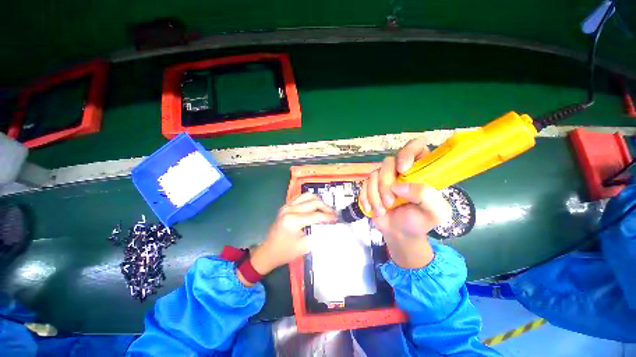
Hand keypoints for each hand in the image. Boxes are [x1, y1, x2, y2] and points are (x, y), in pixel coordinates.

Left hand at [238, 193, 336, 285]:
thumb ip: (319, 236)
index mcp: (293, 220)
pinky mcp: (286, 205)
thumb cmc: (286, 252)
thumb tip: (332, 229)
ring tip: (325, 209)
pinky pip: (301, 197)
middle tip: (333, 215)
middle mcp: (290, 209)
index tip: (337, 219)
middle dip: (326, 207)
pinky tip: (315, 207)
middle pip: (313, 202)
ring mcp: (287, 205)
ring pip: (308, 196)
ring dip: (319, 201)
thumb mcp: (304, 247)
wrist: (268, 251)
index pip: (316, 215)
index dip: (328, 217)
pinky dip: (310, 200)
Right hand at [359, 138, 451, 268]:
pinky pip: (363, 184)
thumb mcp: (434, 212)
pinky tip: (370, 209)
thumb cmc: (419, 221)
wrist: (400, 233)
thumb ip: (425, 196)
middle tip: (390, 202)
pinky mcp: (371, 185)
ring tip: (382, 210)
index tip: (403, 170)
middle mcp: (401, 170)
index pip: (416, 147)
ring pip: (374, 174)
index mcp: (420, 170)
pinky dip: (365, 197)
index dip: (407, 152)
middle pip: (388, 162)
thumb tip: (398, 186)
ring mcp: (384, 177)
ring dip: (375, 195)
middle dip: (386, 185)